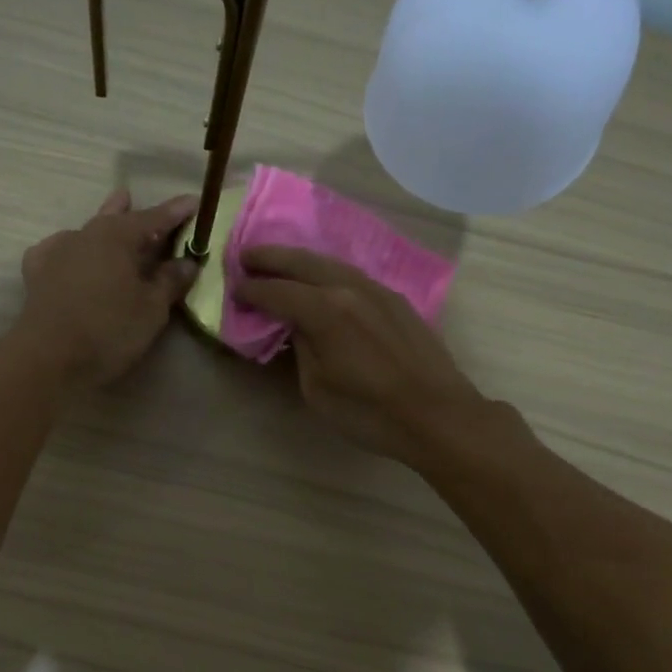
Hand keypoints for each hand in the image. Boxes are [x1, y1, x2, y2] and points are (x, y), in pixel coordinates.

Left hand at [16, 188, 200, 386]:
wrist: (49, 359)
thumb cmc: (109, 331)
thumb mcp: (151, 309)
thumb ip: (170, 281)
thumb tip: (187, 262)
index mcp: (117, 236)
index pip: (154, 218)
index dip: (176, 212)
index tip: (194, 202)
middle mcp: (85, 234)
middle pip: (116, 218)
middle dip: (133, 212)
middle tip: (146, 207)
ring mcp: (57, 251)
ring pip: (87, 232)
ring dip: (103, 227)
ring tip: (111, 218)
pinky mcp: (36, 273)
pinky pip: (58, 251)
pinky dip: (71, 249)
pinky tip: (70, 255)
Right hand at [234, 246, 489, 462]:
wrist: (437, 415)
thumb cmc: (369, 412)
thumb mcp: (317, 389)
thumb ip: (302, 348)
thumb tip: (298, 328)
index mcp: (325, 311)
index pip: (277, 292)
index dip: (252, 290)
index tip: (234, 288)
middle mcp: (349, 288)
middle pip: (302, 263)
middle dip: (271, 258)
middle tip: (246, 256)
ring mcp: (377, 290)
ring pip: (331, 263)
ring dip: (301, 260)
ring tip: (280, 262)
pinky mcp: (396, 300)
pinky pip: (353, 275)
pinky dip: (328, 272)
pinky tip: (322, 280)